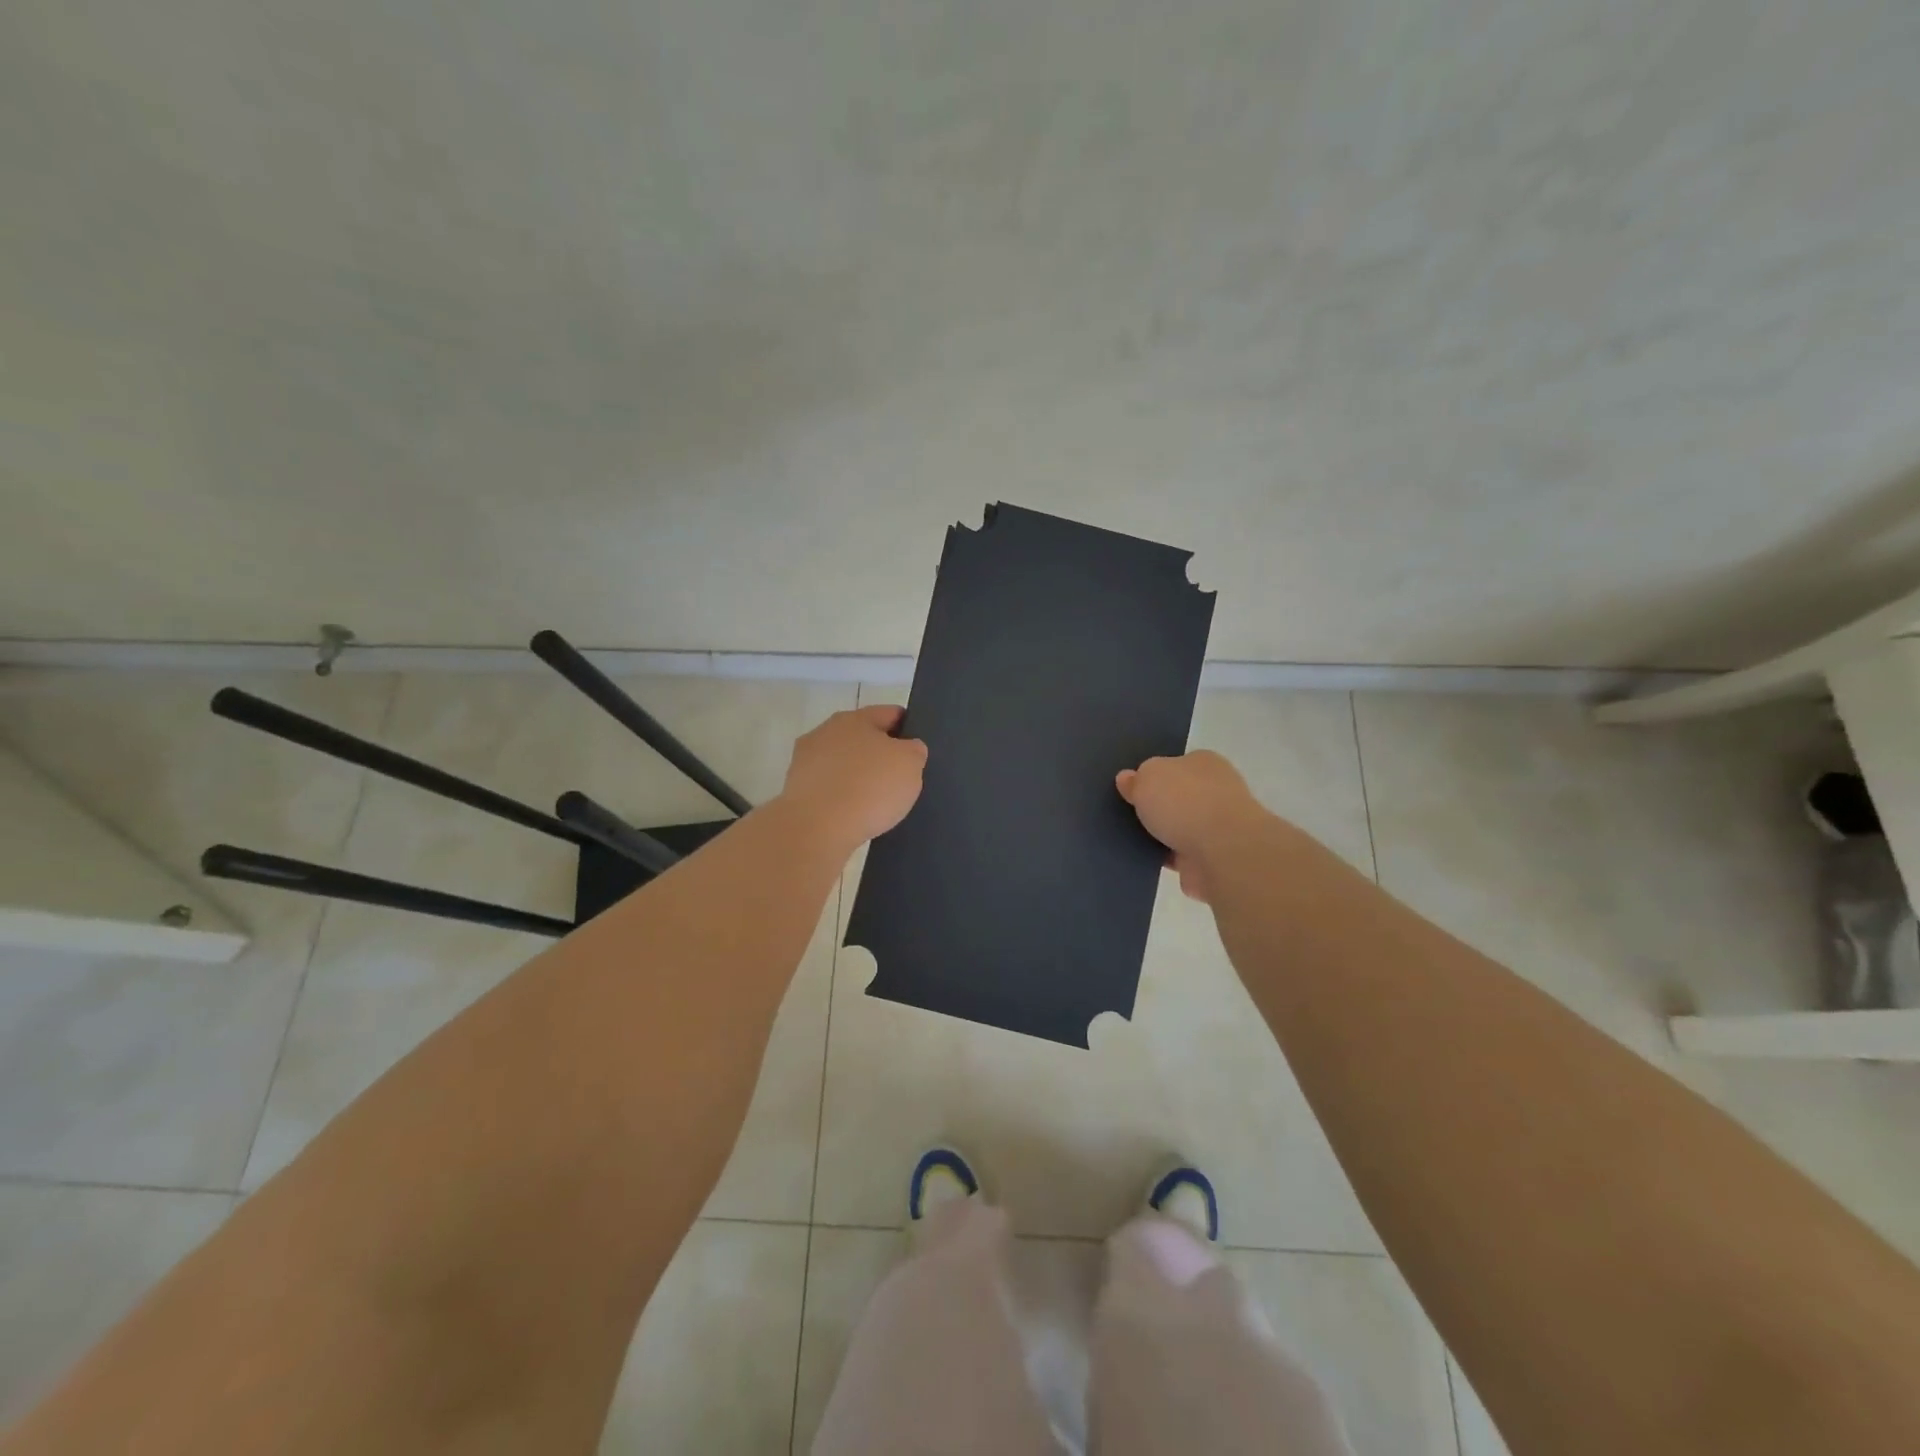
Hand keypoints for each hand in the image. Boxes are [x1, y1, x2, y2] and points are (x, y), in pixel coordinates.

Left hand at [781, 705, 927, 849]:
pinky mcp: (794, 789)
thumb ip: (914, 750)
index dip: (908, 727)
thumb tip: (907, 749)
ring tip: (876, 800)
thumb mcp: (910, 764)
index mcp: (855, 718)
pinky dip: (840, 796)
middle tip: (899, 776)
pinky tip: (853, 813)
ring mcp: (805, 760)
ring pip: (842, 763)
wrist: (817, 827)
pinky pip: (828, 787)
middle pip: (861, 737)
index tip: (917, 748)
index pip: (889, 714)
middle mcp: (826, 732)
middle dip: (879, 753)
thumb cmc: (870, 787)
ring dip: (857, 775)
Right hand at [1116, 751, 1267, 902]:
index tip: (1131, 786)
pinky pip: (1179, 854)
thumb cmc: (1185, 802)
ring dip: (1160, 833)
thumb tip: (1128, 779)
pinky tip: (1139, 858)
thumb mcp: (1148, 777)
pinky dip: (1164, 857)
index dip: (1153, 774)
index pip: (1176, 763)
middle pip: (1178, 796)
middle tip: (1124, 811)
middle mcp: (1215, 791)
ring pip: (1178, 826)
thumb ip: (1136, 778)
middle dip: (1157, 805)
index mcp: (1205, 763)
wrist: (1221, 853)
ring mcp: (1216, 827)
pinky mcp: (1212, 858)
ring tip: (1125, 837)